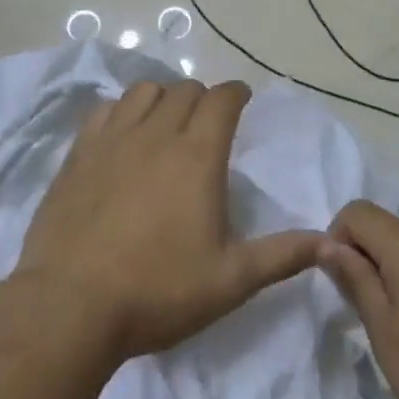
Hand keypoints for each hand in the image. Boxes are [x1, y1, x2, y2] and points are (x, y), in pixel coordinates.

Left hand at [14, 80, 326, 362]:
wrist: (69, 308)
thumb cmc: (158, 292)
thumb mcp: (231, 281)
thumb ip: (282, 255)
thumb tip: (329, 241)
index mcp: (197, 155)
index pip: (222, 99)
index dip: (236, 93)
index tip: (242, 101)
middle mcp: (156, 134)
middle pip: (184, 90)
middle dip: (203, 98)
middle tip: (208, 122)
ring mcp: (112, 140)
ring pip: (143, 92)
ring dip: (162, 98)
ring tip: (166, 122)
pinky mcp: (77, 155)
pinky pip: (104, 111)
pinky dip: (122, 111)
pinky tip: (123, 136)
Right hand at [322, 201, 398, 398]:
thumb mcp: (384, 329)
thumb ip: (355, 280)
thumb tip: (329, 244)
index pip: (357, 212)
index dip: (336, 238)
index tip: (338, 284)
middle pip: (382, 228)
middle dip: (359, 258)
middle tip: (358, 311)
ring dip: (383, 275)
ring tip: (386, 326)